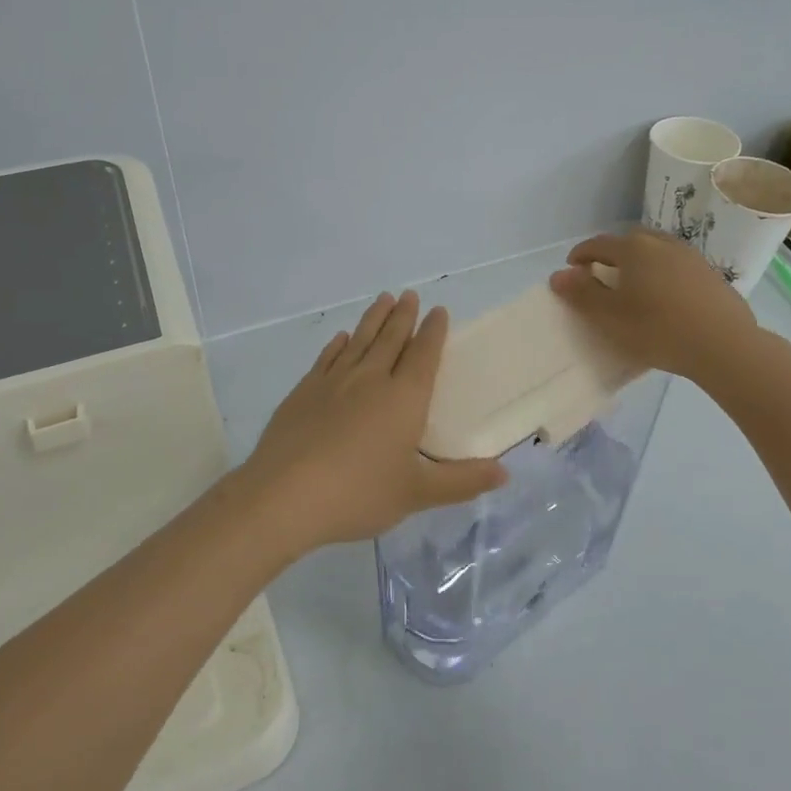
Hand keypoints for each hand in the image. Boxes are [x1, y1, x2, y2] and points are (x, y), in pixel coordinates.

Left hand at [235, 291, 508, 554]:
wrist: (284, 496)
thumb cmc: (359, 493)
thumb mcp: (417, 494)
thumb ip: (462, 481)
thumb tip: (506, 472)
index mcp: (404, 399)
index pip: (423, 355)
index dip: (433, 332)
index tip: (438, 311)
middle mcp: (370, 379)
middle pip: (391, 339)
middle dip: (404, 316)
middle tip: (410, 294)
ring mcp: (333, 382)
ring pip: (359, 341)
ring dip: (374, 319)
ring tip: (383, 300)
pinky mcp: (304, 392)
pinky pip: (327, 358)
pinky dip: (338, 345)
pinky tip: (341, 339)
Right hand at [549, 228, 779, 382]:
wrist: (724, 344)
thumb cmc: (658, 329)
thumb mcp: (611, 317)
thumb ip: (582, 293)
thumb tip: (558, 275)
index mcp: (633, 249)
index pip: (598, 244)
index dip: (580, 255)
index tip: (571, 269)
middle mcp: (661, 243)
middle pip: (628, 241)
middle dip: (610, 255)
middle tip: (601, 276)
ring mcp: (689, 256)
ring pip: (655, 251)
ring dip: (638, 262)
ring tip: (633, 285)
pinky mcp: (709, 273)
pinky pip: (675, 265)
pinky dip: (661, 272)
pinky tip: (664, 296)